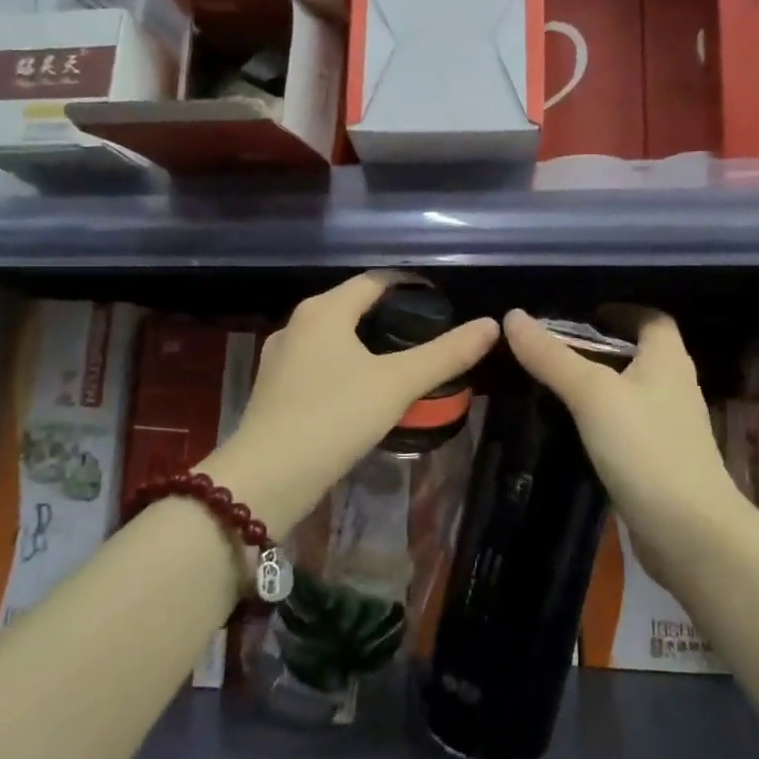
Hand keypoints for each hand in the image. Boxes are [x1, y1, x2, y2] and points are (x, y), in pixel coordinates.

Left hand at [203, 274, 499, 534]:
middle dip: (390, 316)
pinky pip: (319, 364)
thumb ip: (445, 354)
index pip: (375, 281)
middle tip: (430, 335)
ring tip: (402, 363)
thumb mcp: (398, 384)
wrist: (267, 477)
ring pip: (334, 337)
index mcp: (324, 309)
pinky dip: (345, 367)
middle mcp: (297, 323)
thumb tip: (491, 325)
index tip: (441, 303)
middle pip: (352, 306)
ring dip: (366, 344)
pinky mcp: (274, 388)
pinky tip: (363, 392)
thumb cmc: (334, 418)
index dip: (410, 286)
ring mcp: (280, 356)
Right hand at [503, 308, 741, 586]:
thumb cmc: (644, 448)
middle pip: (639, 353)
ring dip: (598, 384)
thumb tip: (513, 316)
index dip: (620, 310)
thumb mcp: (591, 394)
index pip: (651, 318)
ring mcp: (669, 426)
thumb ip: (552, 357)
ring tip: (553, 384)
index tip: (581, 314)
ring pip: (630, 391)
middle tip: (553, 349)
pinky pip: (627, 425)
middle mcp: (674, 386)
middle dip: (599, 347)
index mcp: (668, 359)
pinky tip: (572, 428)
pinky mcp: (659, 459)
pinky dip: (602, 419)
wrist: (688, 531)